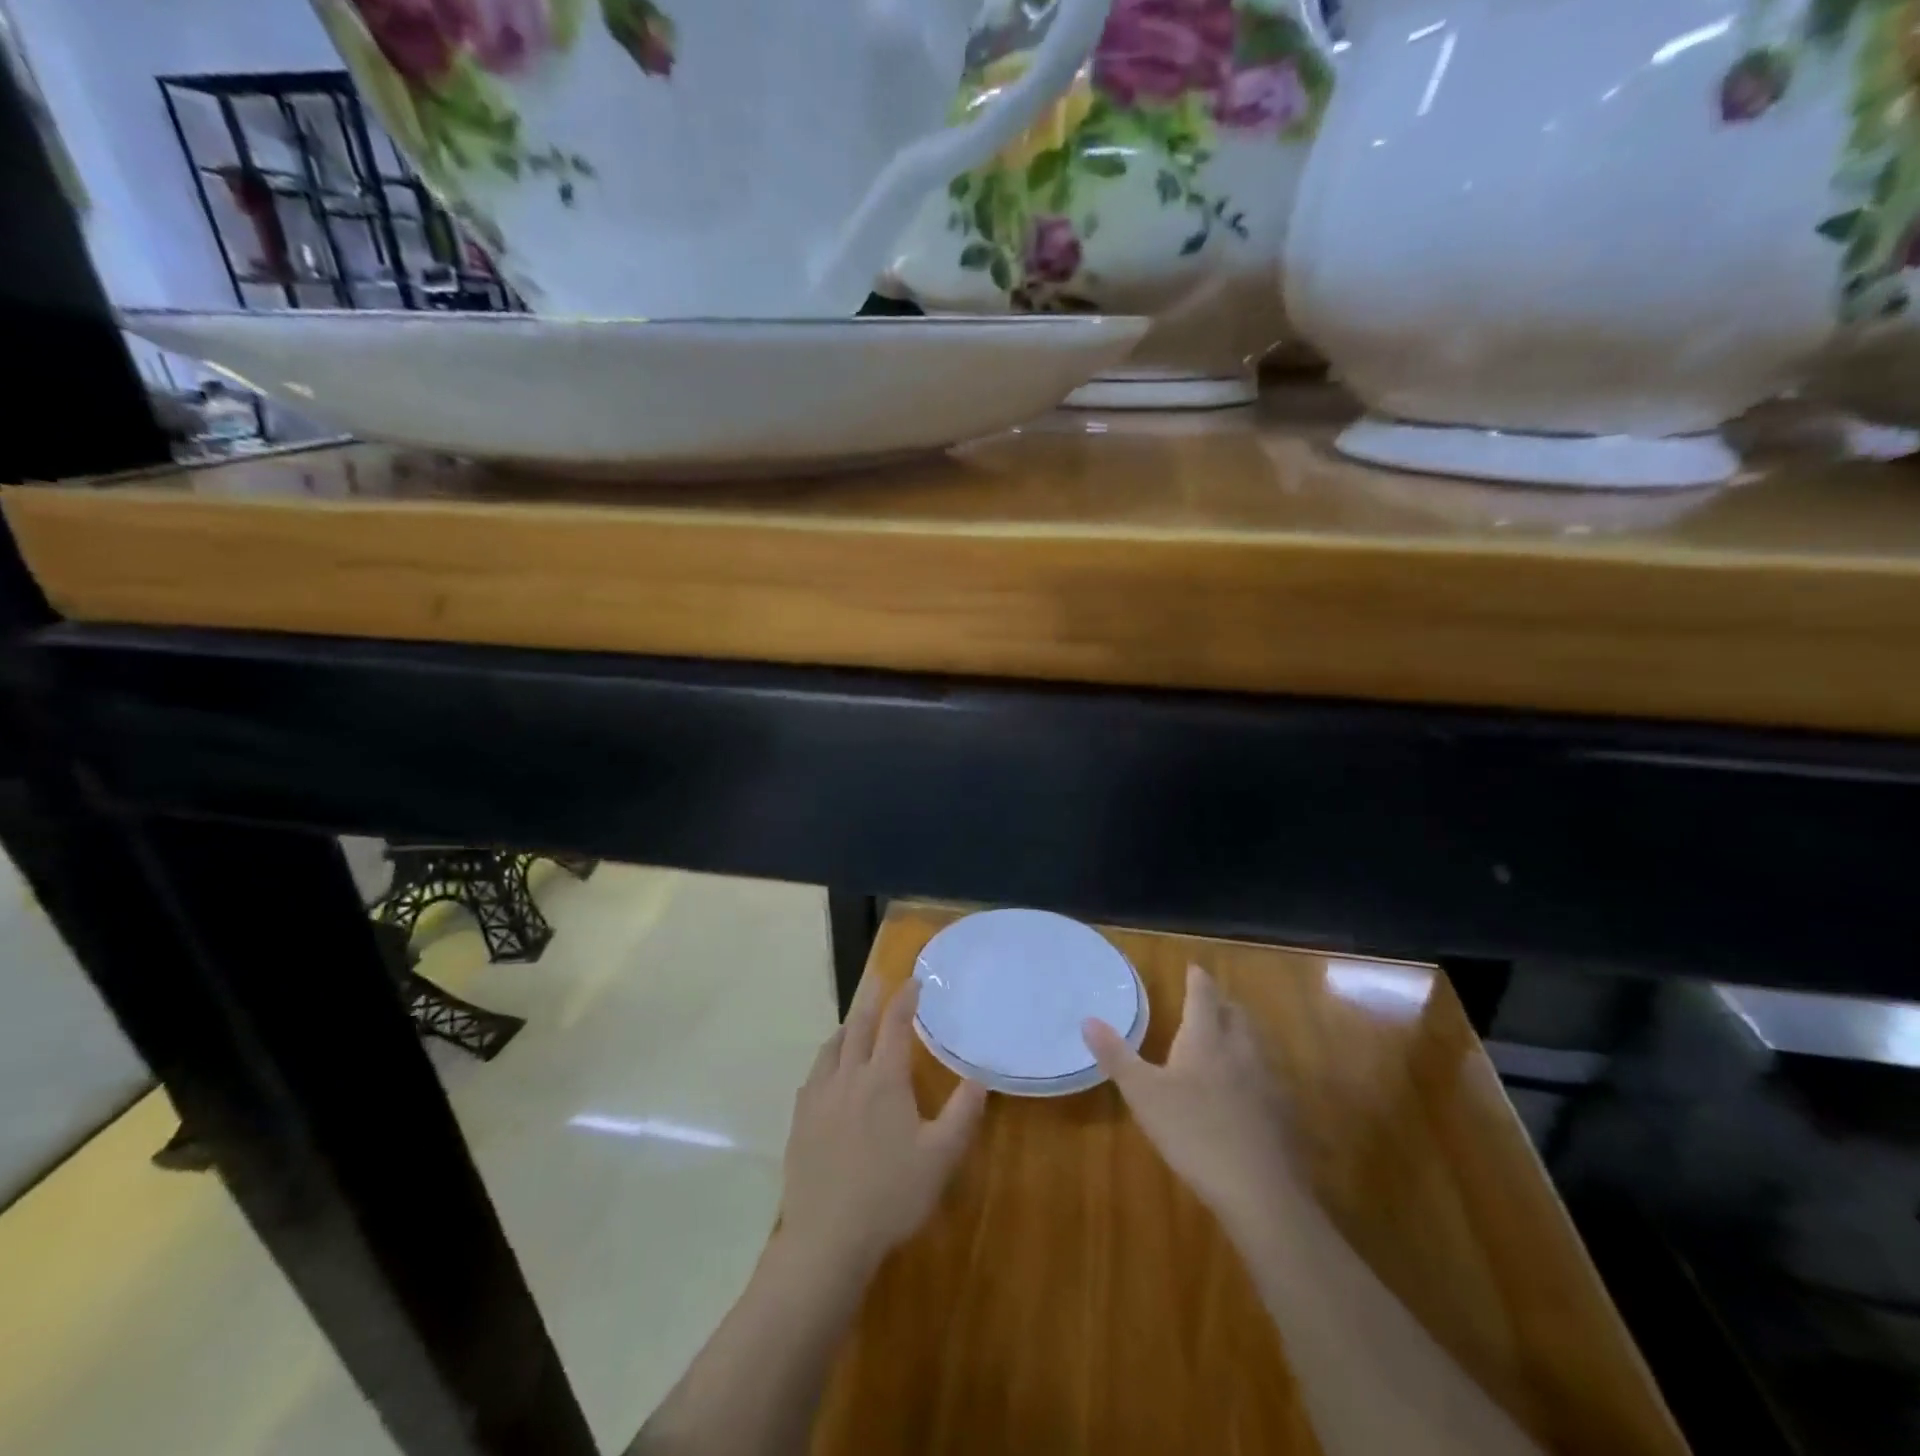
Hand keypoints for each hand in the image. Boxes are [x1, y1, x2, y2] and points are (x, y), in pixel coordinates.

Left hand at [780, 974, 988, 1271]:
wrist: (827, 1239)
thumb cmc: (891, 1195)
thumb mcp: (940, 1157)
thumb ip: (963, 1113)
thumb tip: (980, 1077)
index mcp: (884, 1079)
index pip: (895, 1025)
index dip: (905, 999)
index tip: (913, 980)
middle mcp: (849, 1077)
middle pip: (858, 1026)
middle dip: (871, 999)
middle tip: (878, 979)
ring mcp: (819, 1098)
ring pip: (832, 1048)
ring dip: (847, 1026)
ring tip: (854, 1019)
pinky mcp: (800, 1120)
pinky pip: (814, 1075)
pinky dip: (827, 1059)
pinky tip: (828, 1070)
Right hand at [1084, 964, 1302, 1237]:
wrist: (1259, 1191)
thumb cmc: (1193, 1132)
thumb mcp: (1143, 1093)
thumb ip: (1116, 1055)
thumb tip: (1088, 1019)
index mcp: (1206, 1040)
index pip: (1203, 997)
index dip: (1197, 980)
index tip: (1193, 967)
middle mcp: (1240, 1052)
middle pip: (1236, 1015)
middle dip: (1222, 1004)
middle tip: (1208, 1001)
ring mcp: (1266, 1083)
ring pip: (1255, 1045)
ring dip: (1240, 1034)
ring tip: (1225, 1038)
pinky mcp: (1281, 1115)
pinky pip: (1266, 1078)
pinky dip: (1252, 1071)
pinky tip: (1244, 1091)